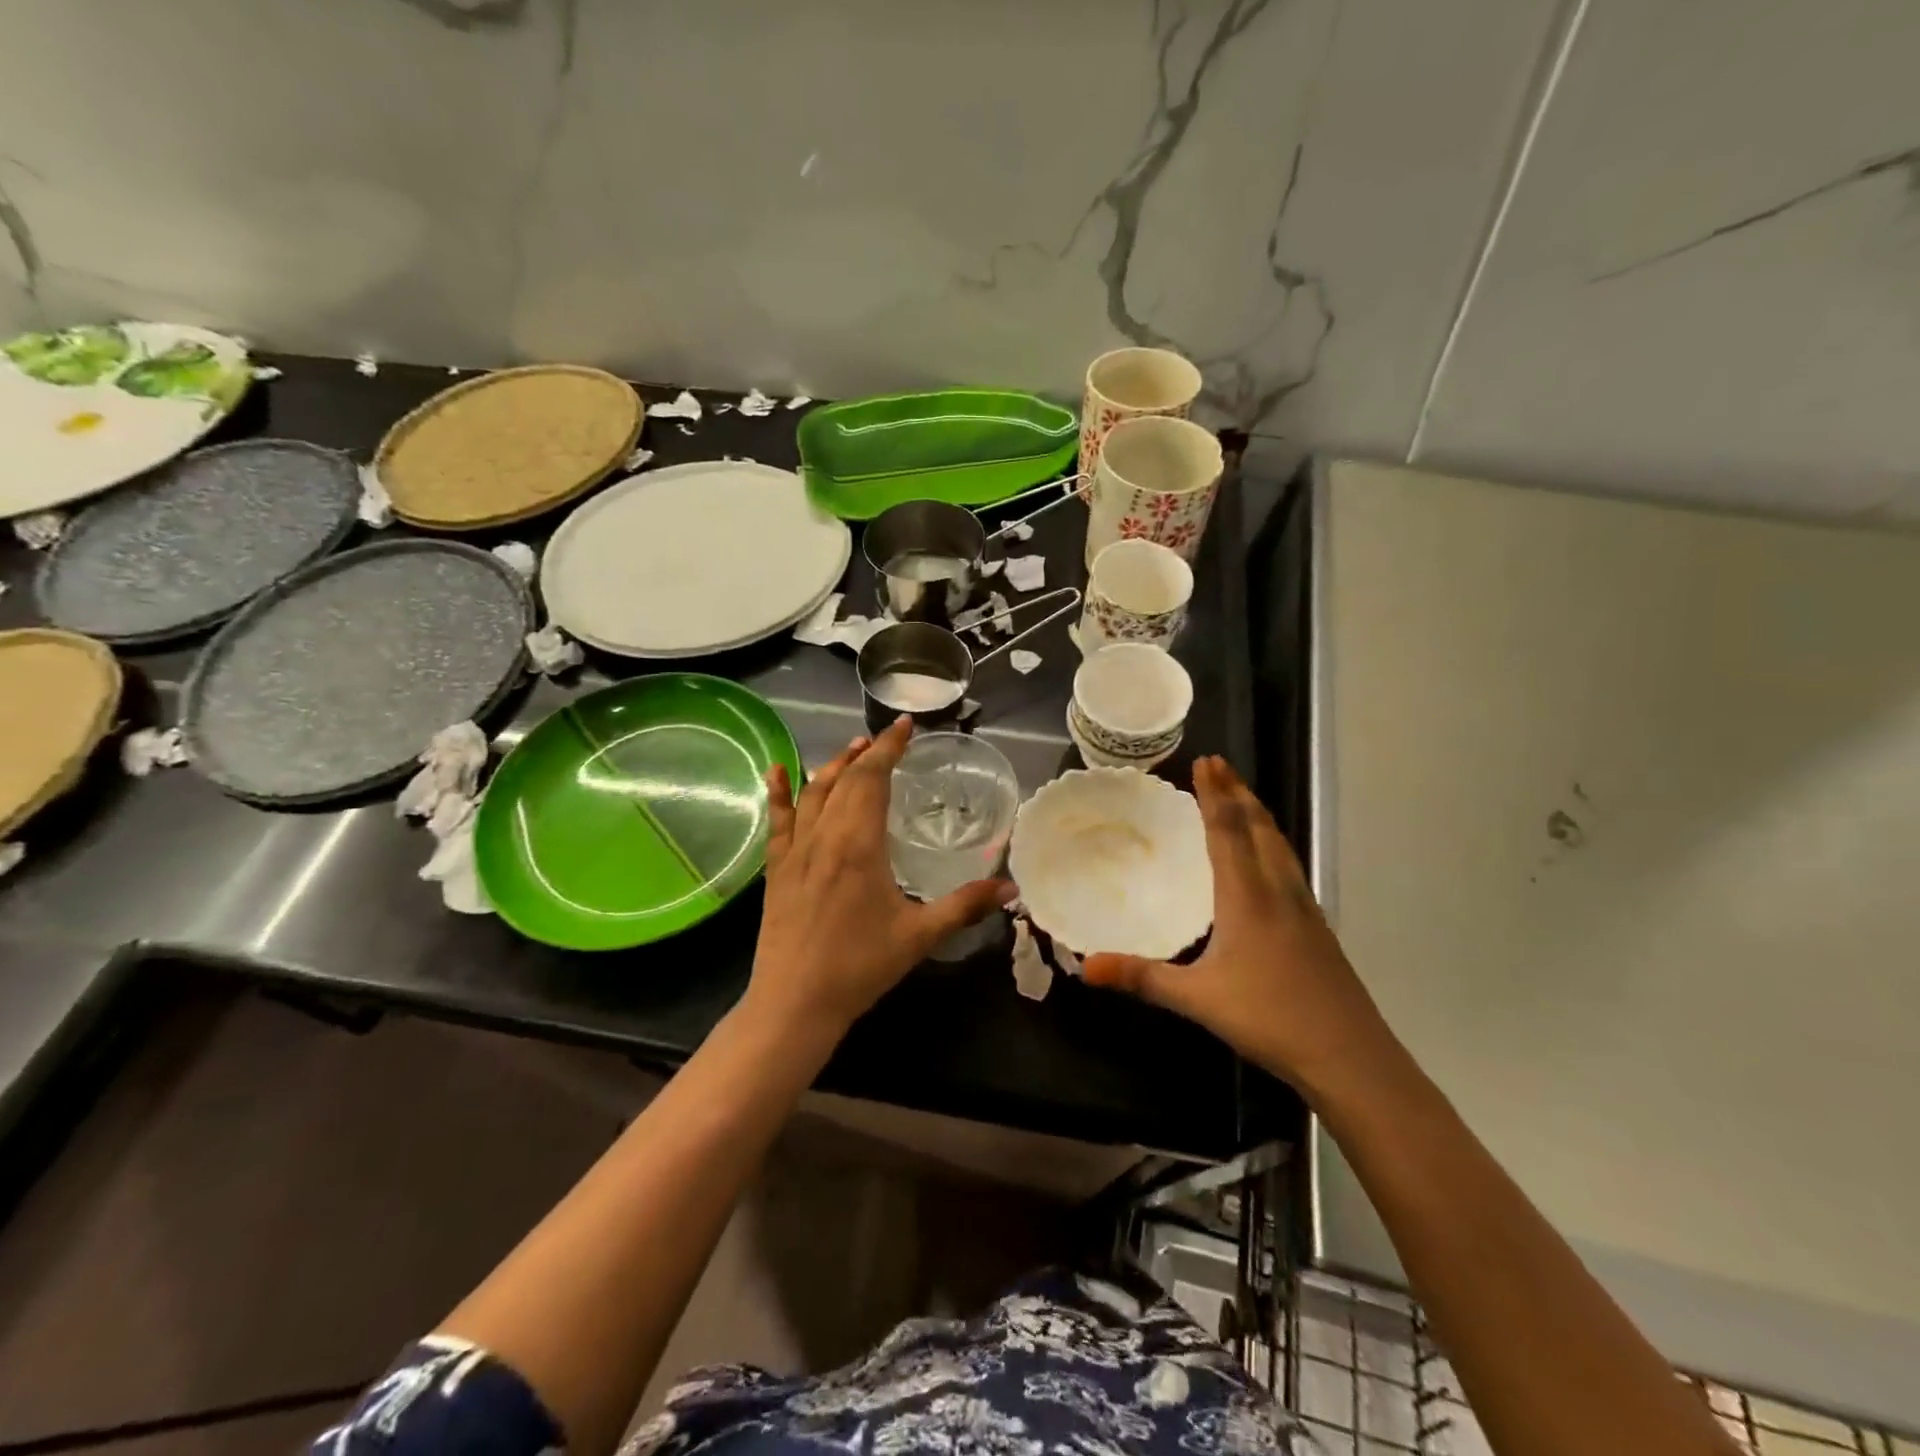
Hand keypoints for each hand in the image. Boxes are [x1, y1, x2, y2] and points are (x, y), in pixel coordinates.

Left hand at [749, 716, 1013, 1038]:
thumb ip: (965, 906)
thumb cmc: (860, 966)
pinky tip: (776, 771)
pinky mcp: (777, 868)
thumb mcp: (919, 935)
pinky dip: (778, 792)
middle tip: (887, 738)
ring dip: (833, 766)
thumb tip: (1011, 889)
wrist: (794, 1002)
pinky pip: (778, 820)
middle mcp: (824, 836)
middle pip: (845, 779)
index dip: (889, 748)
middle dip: (867, 753)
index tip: (905, 726)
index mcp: (858, 844)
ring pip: (813, 792)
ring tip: (852, 749)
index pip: (872, 779)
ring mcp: (795, 850)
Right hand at [1083, 756, 1391, 1098]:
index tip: (1206, 762)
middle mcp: (1278, 891)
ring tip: (1242, 798)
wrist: (1351, 1056)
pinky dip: (1272, 843)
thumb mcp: (1198, 999)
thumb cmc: (1270, 1018)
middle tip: (1220, 766)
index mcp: (1248, 897)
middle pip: (1259, 828)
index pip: (1228, 831)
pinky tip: (1268, 861)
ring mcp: (1304, 908)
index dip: (1215, 795)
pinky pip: (1289, 866)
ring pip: (1280, 845)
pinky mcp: (1317, 928)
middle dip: (1238, 793)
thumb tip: (1085, 967)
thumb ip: (1142, 978)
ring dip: (1258, 814)